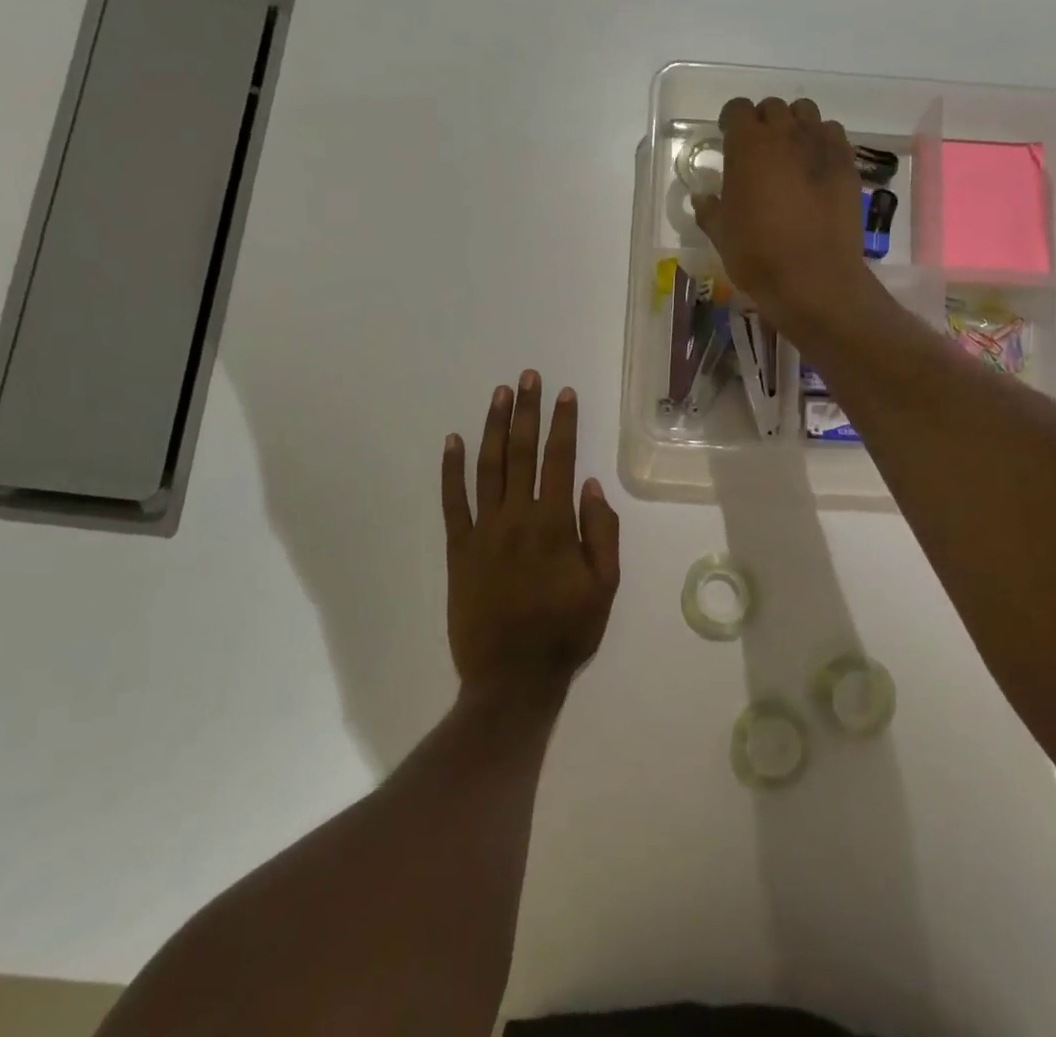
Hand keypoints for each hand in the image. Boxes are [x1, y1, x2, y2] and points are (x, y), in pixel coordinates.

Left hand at [441, 372, 620, 707]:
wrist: (511, 679)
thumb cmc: (566, 632)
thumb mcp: (605, 586)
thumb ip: (601, 532)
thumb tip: (591, 484)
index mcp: (555, 524)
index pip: (560, 459)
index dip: (563, 423)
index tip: (564, 392)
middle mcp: (517, 517)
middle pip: (521, 452)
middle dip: (526, 411)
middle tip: (527, 376)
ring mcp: (483, 531)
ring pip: (487, 467)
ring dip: (493, 427)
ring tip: (499, 394)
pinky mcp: (459, 549)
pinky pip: (453, 502)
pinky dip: (451, 470)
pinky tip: (452, 441)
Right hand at [692, 97, 871, 333]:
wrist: (814, 278)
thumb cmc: (758, 255)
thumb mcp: (721, 234)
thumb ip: (709, 209)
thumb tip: (703, 197)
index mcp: (747, 146)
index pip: (737, 109)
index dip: (731, 121)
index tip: (728, 138)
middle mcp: (785, 134)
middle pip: (772, 108)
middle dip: (763, 122)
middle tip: (759, 150)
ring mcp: (820, 146)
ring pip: (806, 113)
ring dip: (794, 125)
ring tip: (790, 153)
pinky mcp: (847, 163)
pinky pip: (833, 134)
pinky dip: (822, 141)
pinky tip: (817, 167)